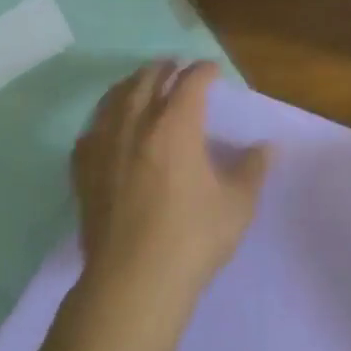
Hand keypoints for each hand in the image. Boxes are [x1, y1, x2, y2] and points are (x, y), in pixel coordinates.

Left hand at [71, 61, 270, 305]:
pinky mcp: (84, 174)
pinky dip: (103, 119)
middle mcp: (136, 126)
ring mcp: (105, 148)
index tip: (214, 71)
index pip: (191, 82)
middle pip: (147, 81)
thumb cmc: (193, 238)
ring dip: (131, 85)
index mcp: (176, 126)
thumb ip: (252, 169)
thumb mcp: (237, 204)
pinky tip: (106, 127)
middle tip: (176, 67)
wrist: (132, 283)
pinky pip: (90, 132)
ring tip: (141, 84)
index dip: (204, 71)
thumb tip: (266, 147)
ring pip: (114, 100)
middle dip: (164, 69)